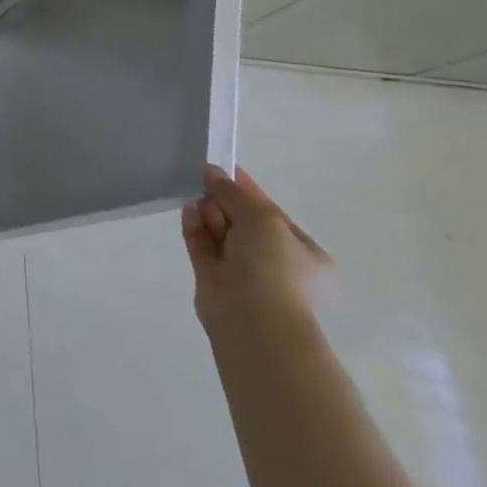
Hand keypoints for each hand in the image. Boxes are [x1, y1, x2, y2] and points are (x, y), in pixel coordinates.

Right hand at [182, 164, 330, 332]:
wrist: (254, 320)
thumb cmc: (273, 267)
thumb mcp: (262, 218)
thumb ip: (233, 192)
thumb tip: (210, 171)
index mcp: (300, 249)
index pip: (269, 211)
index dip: (246, 188)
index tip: (222, 167)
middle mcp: (272, 259)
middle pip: (241, 218)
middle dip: (223, 199)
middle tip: (205, 183)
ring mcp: (241, 268)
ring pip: (219, 230)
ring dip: (207, 211)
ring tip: (195, 196)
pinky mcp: (212, 275)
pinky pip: (201, 243)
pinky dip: (195, 226)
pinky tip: (187, 208)